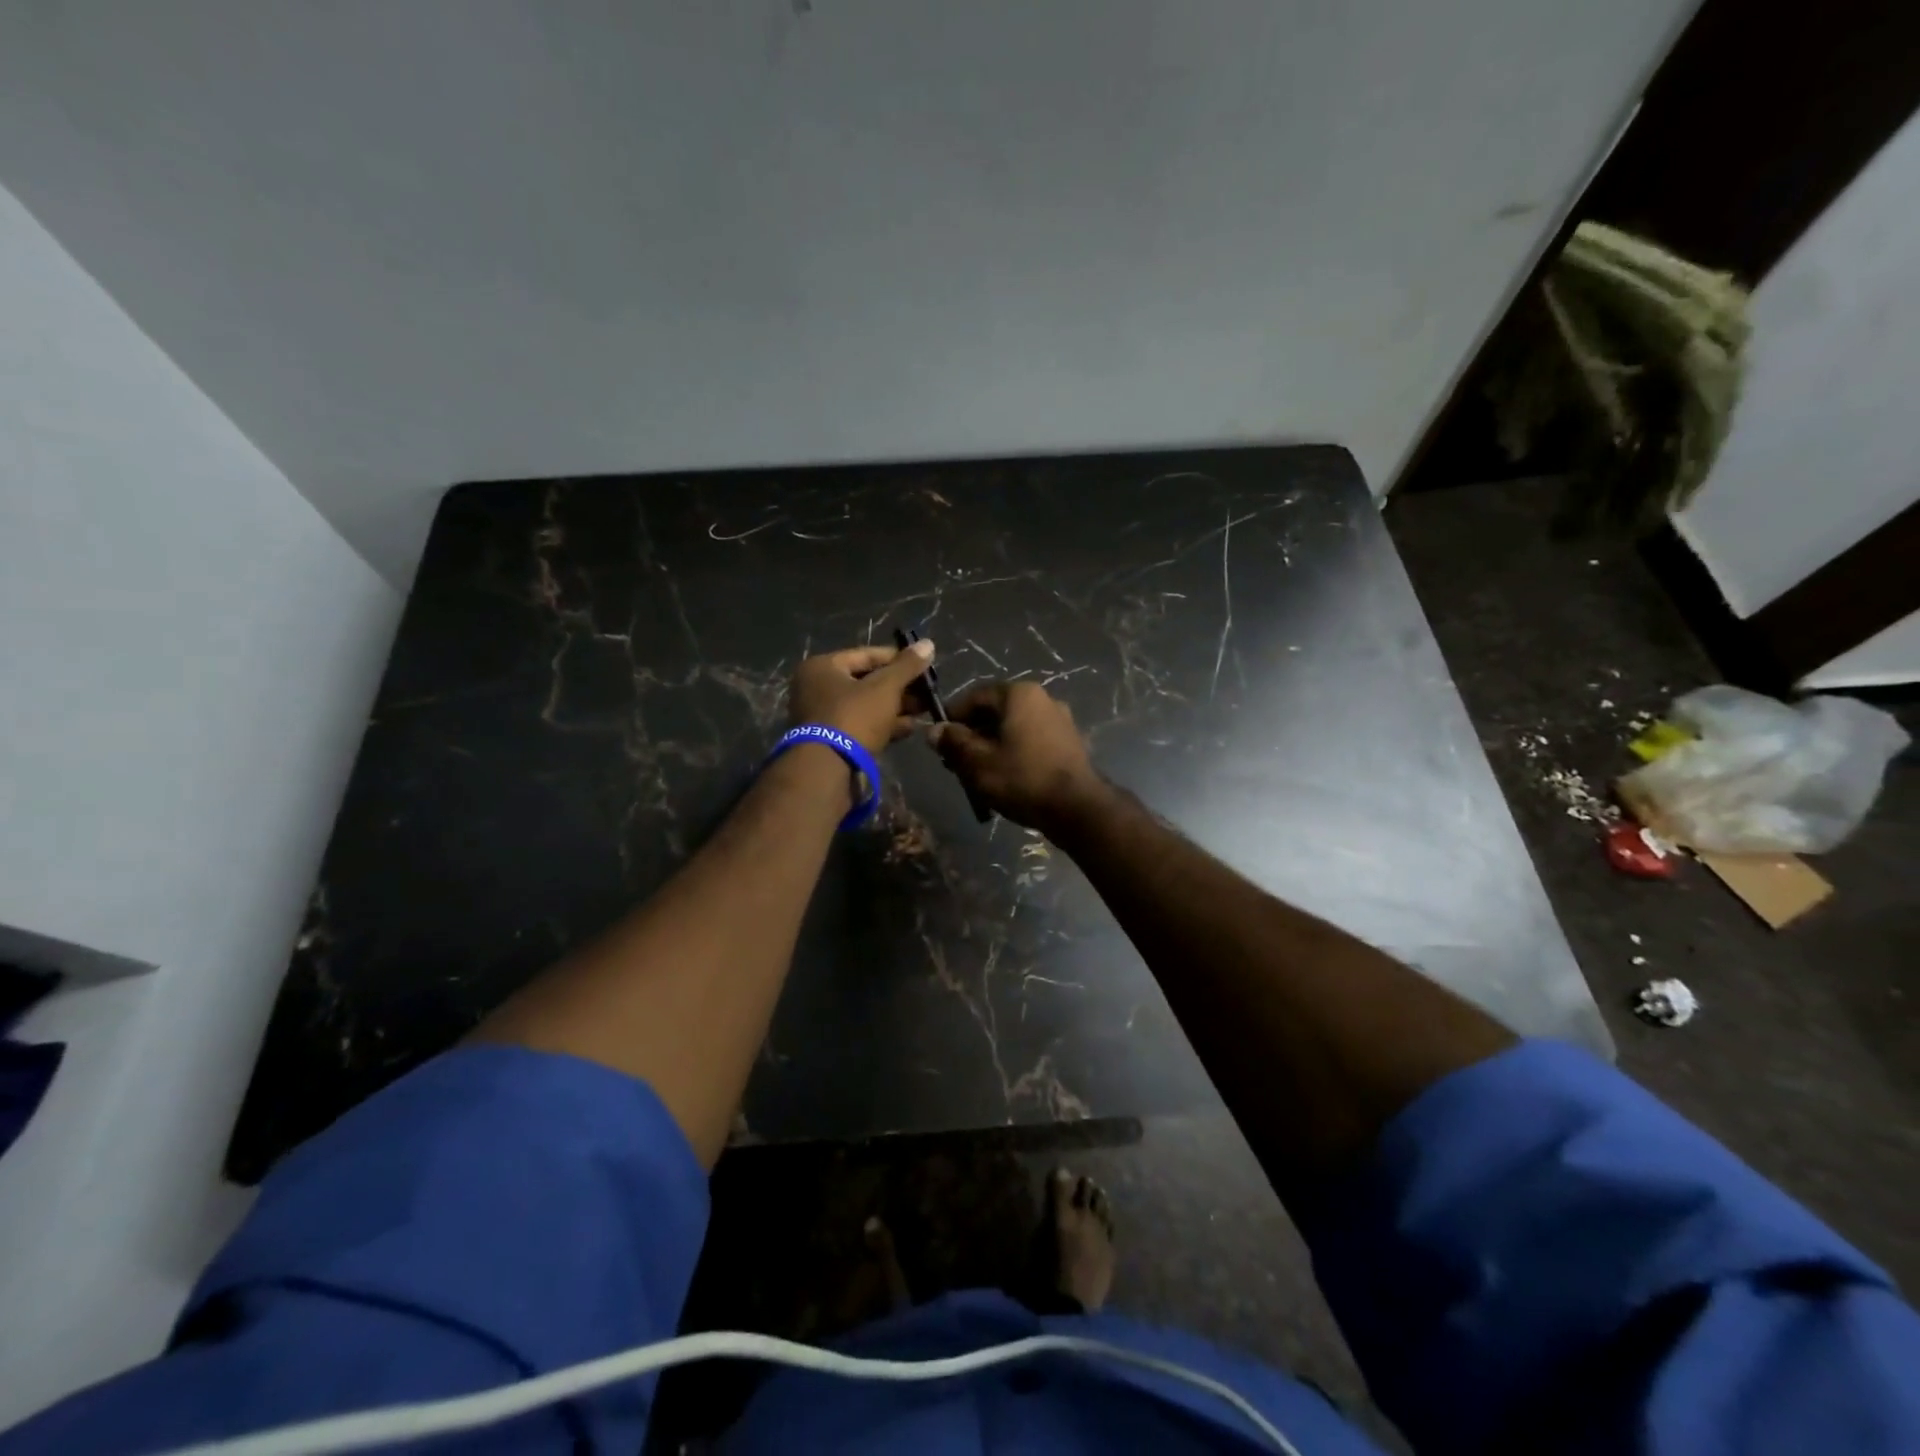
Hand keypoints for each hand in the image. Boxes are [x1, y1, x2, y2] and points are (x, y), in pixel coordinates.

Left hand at [788, 641, 936, 754]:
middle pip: (866, 681)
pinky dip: (885, 725)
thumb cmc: (854, 716)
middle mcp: (817, 688)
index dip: (898, 659)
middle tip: (928, 691)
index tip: (924, 665)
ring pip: (866, 705)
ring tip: (925, 710)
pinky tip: (911, 728)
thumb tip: (928, 643)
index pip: (866, 654)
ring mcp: (823, 717)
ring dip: (896, 707)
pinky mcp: (832, 741)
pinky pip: (862, 725)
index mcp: (822, 667)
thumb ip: (907, 666)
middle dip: (900, 687)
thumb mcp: (885, 687)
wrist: (829, 769)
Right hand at [929, 681, 1102, 830]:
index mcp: (1019, 694)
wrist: (1077, 809)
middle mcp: (1042, 699)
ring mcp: (1060, 720)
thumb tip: (934, 730)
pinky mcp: (1069, 743)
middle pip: (994, 712)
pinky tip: (1004, 778)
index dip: (952, 718)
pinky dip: (1013, 753)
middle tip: (955, 763)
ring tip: (977, 774)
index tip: (938, 741)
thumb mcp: (977, 762)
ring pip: (1012, 728)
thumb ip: (953, 742)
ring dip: (991, 746)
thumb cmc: (1022, 778)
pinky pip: (1031, 741)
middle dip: (972, 735)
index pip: (974, 697)